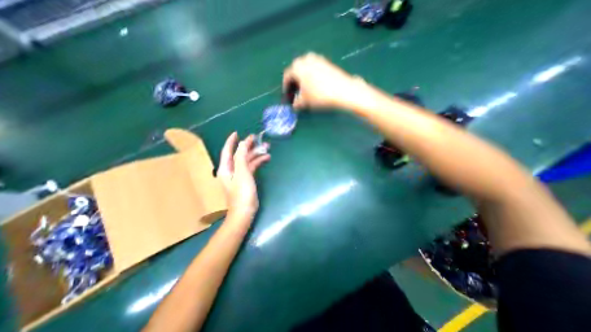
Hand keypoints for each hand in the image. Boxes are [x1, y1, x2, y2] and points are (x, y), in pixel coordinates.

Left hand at [218, 132, 270, 220]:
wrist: (245, 210)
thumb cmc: (241, 191)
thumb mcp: (242, 172)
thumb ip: (241, 156)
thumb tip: (243, 143)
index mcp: (226, 167)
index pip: (227, 150)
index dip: (232, 141)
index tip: (237, 132)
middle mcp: (231, 169)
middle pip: (239, 154)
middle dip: (249, 146)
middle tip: (258, 139)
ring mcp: (239, 174)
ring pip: (247, 160)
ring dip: (256, 154)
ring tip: (267, 148)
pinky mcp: (246, 179)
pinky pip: (251, 167)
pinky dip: (258, 162)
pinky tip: (266, 158)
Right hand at [282, 52, 372, 109]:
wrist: (343, 90)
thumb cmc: (319, 95)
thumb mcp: (304, 102)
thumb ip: (296, 103)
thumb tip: (294, 105)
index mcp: (297, 66)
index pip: (287, 76)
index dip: (285, 87)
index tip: (287, 96)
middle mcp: (306, 58)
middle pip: (296, 71)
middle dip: (294, 83)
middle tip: (295, 93)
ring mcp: (318, 58)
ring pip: (305, 70)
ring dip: (303, 80)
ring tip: (305, 91)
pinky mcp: (327, 62)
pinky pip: (314, 69)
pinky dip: (311, 77)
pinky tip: (315, 86)